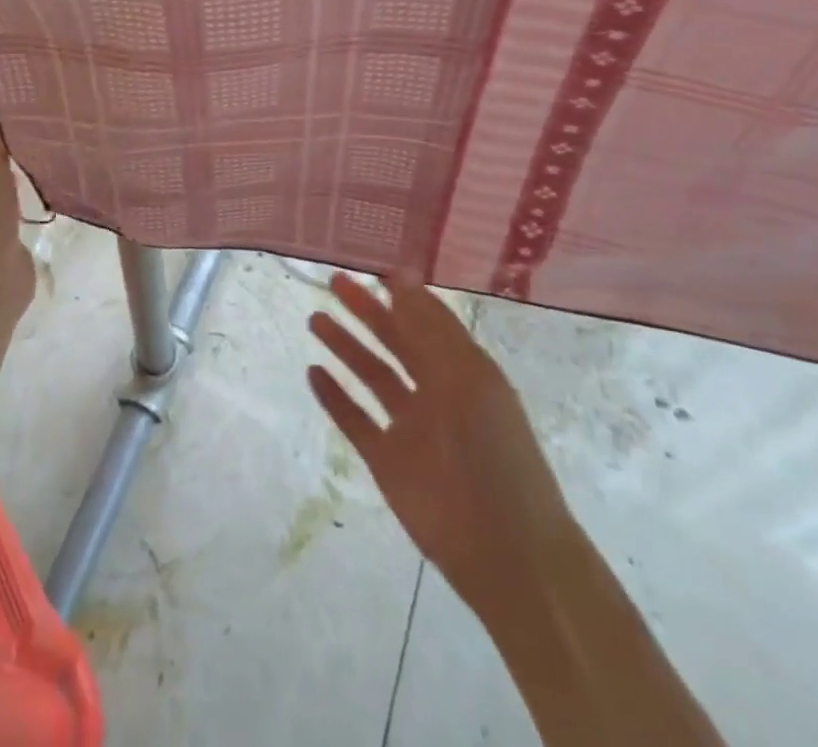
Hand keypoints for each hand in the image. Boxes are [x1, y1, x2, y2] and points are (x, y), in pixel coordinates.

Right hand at [308, 271, 566, 600]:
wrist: (504, 547)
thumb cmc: (493, 449)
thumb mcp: (466, 375)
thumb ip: (429, 326)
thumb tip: (401, 274)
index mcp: (462, 369)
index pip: (427, 321)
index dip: (403, 295)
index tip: (373, 269)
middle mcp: (435, 391)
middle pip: (394, 342)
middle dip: (366, 312)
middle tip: (334, 282)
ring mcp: (409, 427)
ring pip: (371, 376)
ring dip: (345, 347)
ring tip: (316, 320)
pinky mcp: (387, 461)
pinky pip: (355, 421)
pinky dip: (335, 398)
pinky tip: (314, 373)